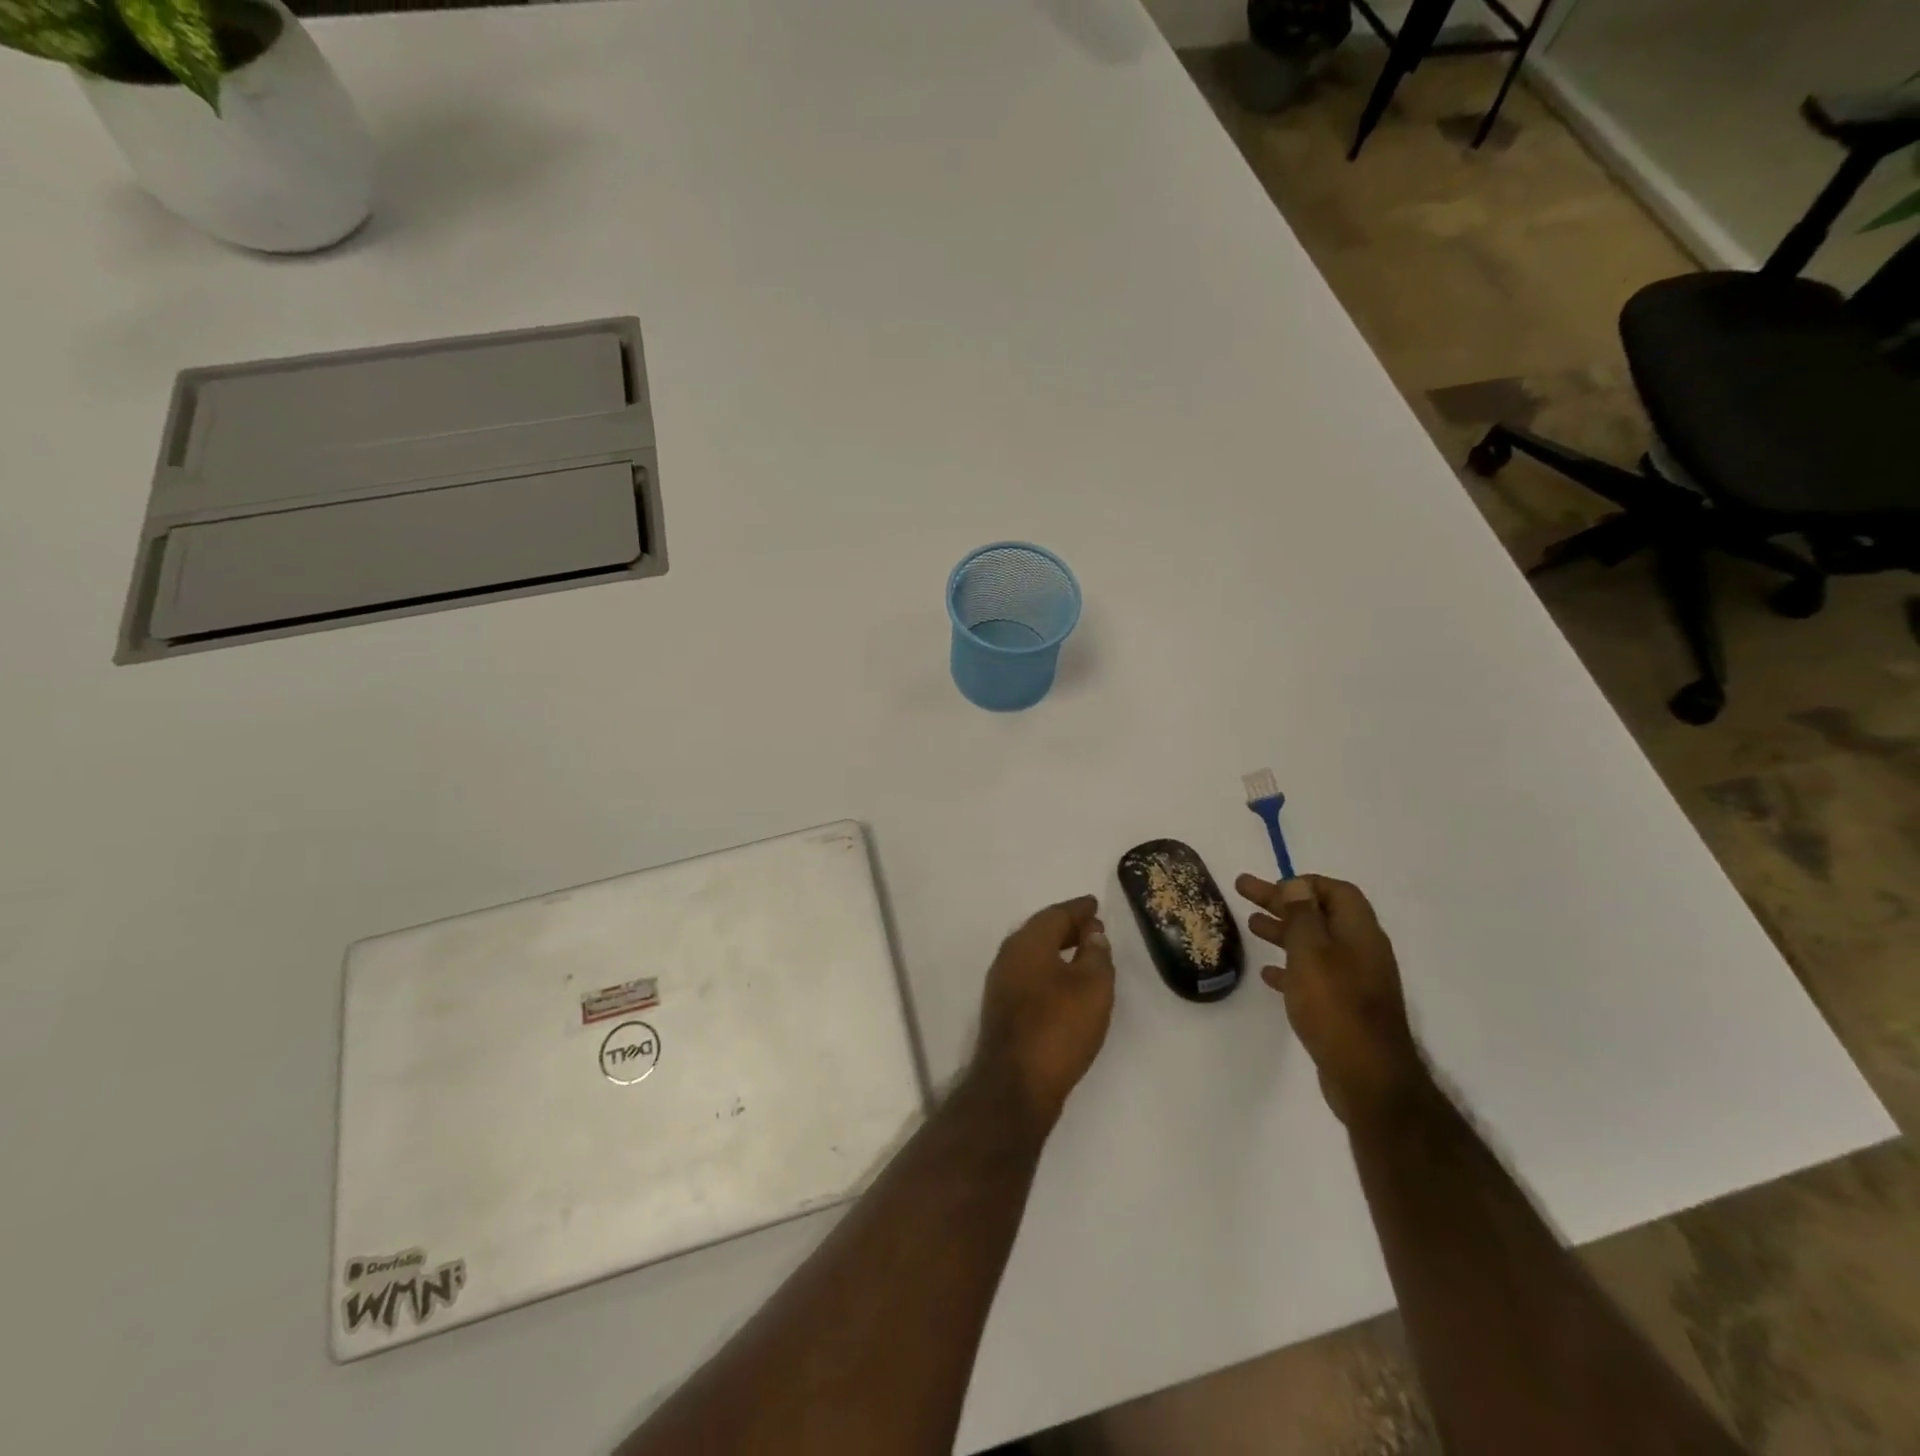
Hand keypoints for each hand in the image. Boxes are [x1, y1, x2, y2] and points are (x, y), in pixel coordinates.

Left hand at [974, 896, 1115, 1131]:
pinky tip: (1065, 984)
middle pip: (1041, 931)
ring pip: (1033, 954)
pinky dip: (1049, 969)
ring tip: (1084, 954)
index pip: (1056, 914)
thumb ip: (1095, 954)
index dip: (1078, 909)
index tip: (1095, 905)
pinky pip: (1029, 974)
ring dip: (1057, 949)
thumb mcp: (1092, 987)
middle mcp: (1009, 956)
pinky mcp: (1002, 1008)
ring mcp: (1001, 983)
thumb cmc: (1059, 1028)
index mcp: (1028, 942)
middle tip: (1093, 928)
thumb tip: (1092, 933)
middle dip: (1067, 927)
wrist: (1015, 1084)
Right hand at [1236, 874, 1426, 1128]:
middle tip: (1244, 892)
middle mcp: (1361, 951)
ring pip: (1315, 944)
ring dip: (1284, 931)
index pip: (1337, 891)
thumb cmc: (1335, 1006)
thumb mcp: (1312, 953)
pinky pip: (1314, 975)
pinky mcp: (1345, 1007)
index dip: (1304, 883)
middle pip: (1320, 915)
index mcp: (1359, 933)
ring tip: (1251, 926)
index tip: (1271, 886)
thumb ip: (1302, 916)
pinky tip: (1268, 973)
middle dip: (1283, 902)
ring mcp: (1355, 981)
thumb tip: (1298, 885)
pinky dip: (1291, 967)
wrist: (1368, 1078)